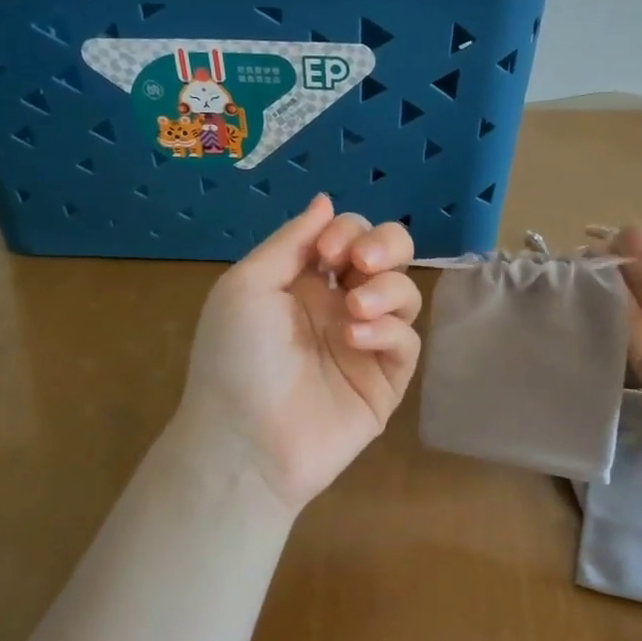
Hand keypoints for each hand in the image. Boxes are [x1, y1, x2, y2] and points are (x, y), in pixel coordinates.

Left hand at [178, 195, 421, 514]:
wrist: (244, 440)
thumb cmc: (235, 358)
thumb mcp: (248, 287)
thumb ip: (292, 241)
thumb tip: (325, 200)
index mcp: (305, 281)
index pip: (349, 235)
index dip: (347, 231)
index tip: (327, 254)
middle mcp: (340, 305)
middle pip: (389, 256)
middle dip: (385, 246)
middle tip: (362, 264)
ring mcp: (367, 343)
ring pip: (405, 294)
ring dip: (386, 290)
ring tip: (355, 310)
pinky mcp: (386, 380)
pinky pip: (406, 342)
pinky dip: (388, 332)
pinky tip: (356, 340)